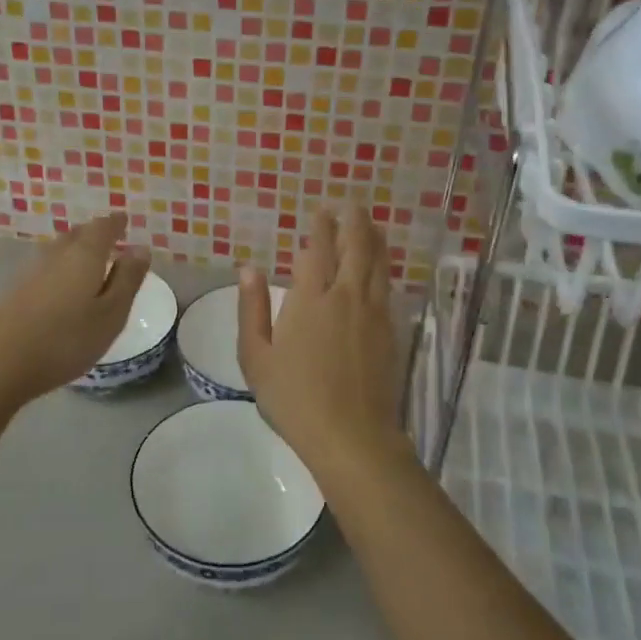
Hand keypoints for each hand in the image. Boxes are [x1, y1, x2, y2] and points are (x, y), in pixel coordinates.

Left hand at [0, 214, 149, 406]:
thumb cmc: (67, 340)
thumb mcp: (111, 314)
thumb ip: (127, 279)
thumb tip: (140, 248)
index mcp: (84, 256)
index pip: (103, 228)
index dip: (115, 223)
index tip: (124, 220)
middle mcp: (56, 255)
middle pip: (77, 235)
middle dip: (94, 233)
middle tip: (109, 237)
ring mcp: (30, 272)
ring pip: (58, 250)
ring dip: (74, 249)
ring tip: (88, 260)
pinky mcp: (14, 291)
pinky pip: (45, 268)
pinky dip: (59, 268)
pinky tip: (61, 285)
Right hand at [237, 205, 408, 478]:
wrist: (351, 435)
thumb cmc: (294, 398)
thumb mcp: (256, 357)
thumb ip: (252, 309)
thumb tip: (249, 269)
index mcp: (310, 299)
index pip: (317, 251)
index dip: (320, 228)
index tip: (321, 212)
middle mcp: (345, 296)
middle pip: (354, 248)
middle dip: (352, 222)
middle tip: (351, 204)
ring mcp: (373, 313)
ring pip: (377, 264)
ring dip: (374, 239)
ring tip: (372, 223)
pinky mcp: (391, 331)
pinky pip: (388, 286)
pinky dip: (385, 266)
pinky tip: (382, 266)